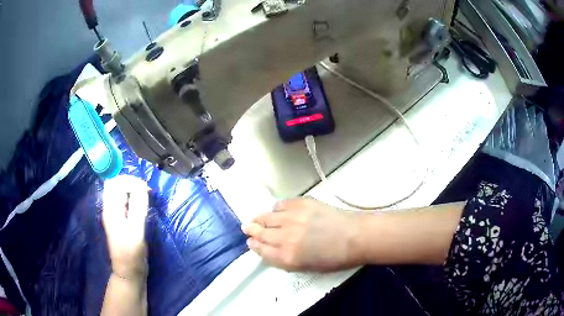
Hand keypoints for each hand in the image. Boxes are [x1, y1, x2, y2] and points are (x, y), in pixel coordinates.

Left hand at [102, 175, 149, 280]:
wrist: (129, 273)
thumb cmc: (131, 254)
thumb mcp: (136, 231)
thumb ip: (137, 208)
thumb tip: (141, 186)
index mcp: (110, 210)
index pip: (114, 183)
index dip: (128, 180)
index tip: (144, 188)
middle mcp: (110, 210)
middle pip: (116, 186)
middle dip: (131, 183)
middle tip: (146, 191)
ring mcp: (115, 216)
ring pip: (120, 194)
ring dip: (132, 190)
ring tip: (146, 196)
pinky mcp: (121, 222)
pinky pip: (125, 203)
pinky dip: (133, 199)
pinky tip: (142, 205)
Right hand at [243, 198, 363, 271]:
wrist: (355, 237)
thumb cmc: (335, 258)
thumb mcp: (307, 267)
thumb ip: (285, 259)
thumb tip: (270, 248)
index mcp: (287, 257)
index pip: (261, 250)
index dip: (254, 245)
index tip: (251, 242)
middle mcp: (285, 237)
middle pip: (260, 232)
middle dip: (252, 230)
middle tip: (248, 228)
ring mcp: (292, 218)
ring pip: (267, 217)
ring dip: (259, 218)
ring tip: (257, 218)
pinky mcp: (301, 203)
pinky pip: (280, 204)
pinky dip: (277, 208)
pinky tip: (278, 211)